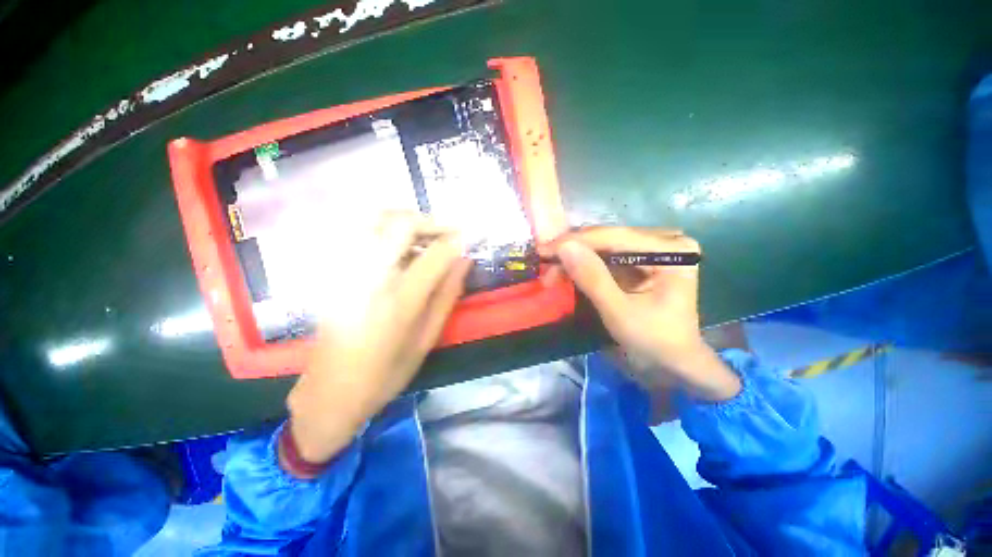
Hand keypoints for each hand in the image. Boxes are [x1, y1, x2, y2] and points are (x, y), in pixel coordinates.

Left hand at [285, 213, 471, 466]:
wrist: (330, 391)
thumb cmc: (386, 372)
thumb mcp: (427, 339)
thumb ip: (447, 295)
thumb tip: (465, 261)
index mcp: (399, 300)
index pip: (435, 254)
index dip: (456, 240)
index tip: (470, 237)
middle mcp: (370, 276)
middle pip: (402, 224)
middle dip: (432, 222)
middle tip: (449, 234)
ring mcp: (347, 270)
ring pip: (377, 220)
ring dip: (408, 220)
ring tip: (426, 237)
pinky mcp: (335, 271)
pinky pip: (361, 232)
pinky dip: (386, 228)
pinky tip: (399, 245)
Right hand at [540, 227, 739, 401]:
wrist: (672, 364)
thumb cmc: (654, 342)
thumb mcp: (619, 312)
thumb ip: (592, 278)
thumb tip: (564, 247)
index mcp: (671, 250)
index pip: (615, 238)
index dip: (576, 242)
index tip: (543, 250)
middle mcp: (663, 242)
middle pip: (608, 239)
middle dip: (573, 252)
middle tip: (544, 264)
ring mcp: (651, 251)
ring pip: (602, 247)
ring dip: (574, 259)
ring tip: (551, 274)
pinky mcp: (639, 262)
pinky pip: (604, 258)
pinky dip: (582, 266)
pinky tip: (565, 273)